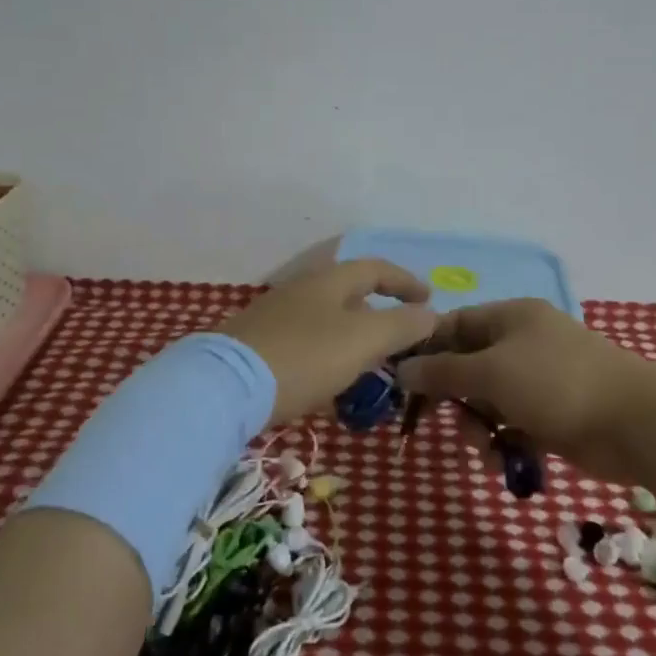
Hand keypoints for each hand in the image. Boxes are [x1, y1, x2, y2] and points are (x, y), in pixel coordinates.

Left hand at [216, 260, 437, 424]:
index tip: (429, 300)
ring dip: (354, 339)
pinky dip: (328, 357)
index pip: (376, 268)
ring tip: (370, 369)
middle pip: (350, 294)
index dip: (406, 282)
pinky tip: (328, 386)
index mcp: (329, 280)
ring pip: (328, 321)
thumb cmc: (304, 357)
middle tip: (401, 341)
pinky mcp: (258, 345)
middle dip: (380, 314)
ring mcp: (276, 316)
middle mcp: (301, 290)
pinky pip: (306, 344)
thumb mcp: (363, 340)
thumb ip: (401, 325)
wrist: (224, 387)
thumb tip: (431, 314)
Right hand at [396, 298, 655, 483]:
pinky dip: (504, 443)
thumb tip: (401, 368)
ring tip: (486, 448)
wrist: (637, 424)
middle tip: (438, 420)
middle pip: (469, 367)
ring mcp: (541, 381)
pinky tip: (506, 462)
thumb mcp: (491, 373)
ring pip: (488, 402)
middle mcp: (523, 344)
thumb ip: (443, 371)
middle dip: (454, 397)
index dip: (426, 349)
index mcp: (511, 318)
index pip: (455, 325)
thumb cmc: (557, 384)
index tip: (402, 380)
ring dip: (478, 427)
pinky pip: (513, 426)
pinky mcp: (553, 416)